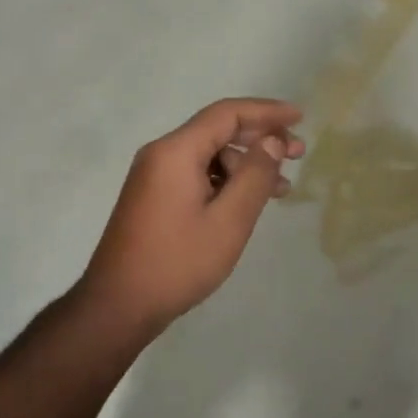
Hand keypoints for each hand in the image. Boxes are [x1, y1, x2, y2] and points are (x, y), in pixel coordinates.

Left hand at [81, 98, 304, 329]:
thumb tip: (271, 141)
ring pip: (209, 154)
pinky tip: (248, 200)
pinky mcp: (153, 195)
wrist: (117, 306)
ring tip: (281, 186)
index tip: (299, 118)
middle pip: (218, 130)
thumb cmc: (177, 262)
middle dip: (261, 137)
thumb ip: (254, 175)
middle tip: (299, 153)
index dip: (267, 112)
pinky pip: (196, 172)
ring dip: (246, 164)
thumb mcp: (228, 221)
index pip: (227, 114)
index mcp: (176, 151)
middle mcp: (162, 153)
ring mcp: (154, 175)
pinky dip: (226, 179)